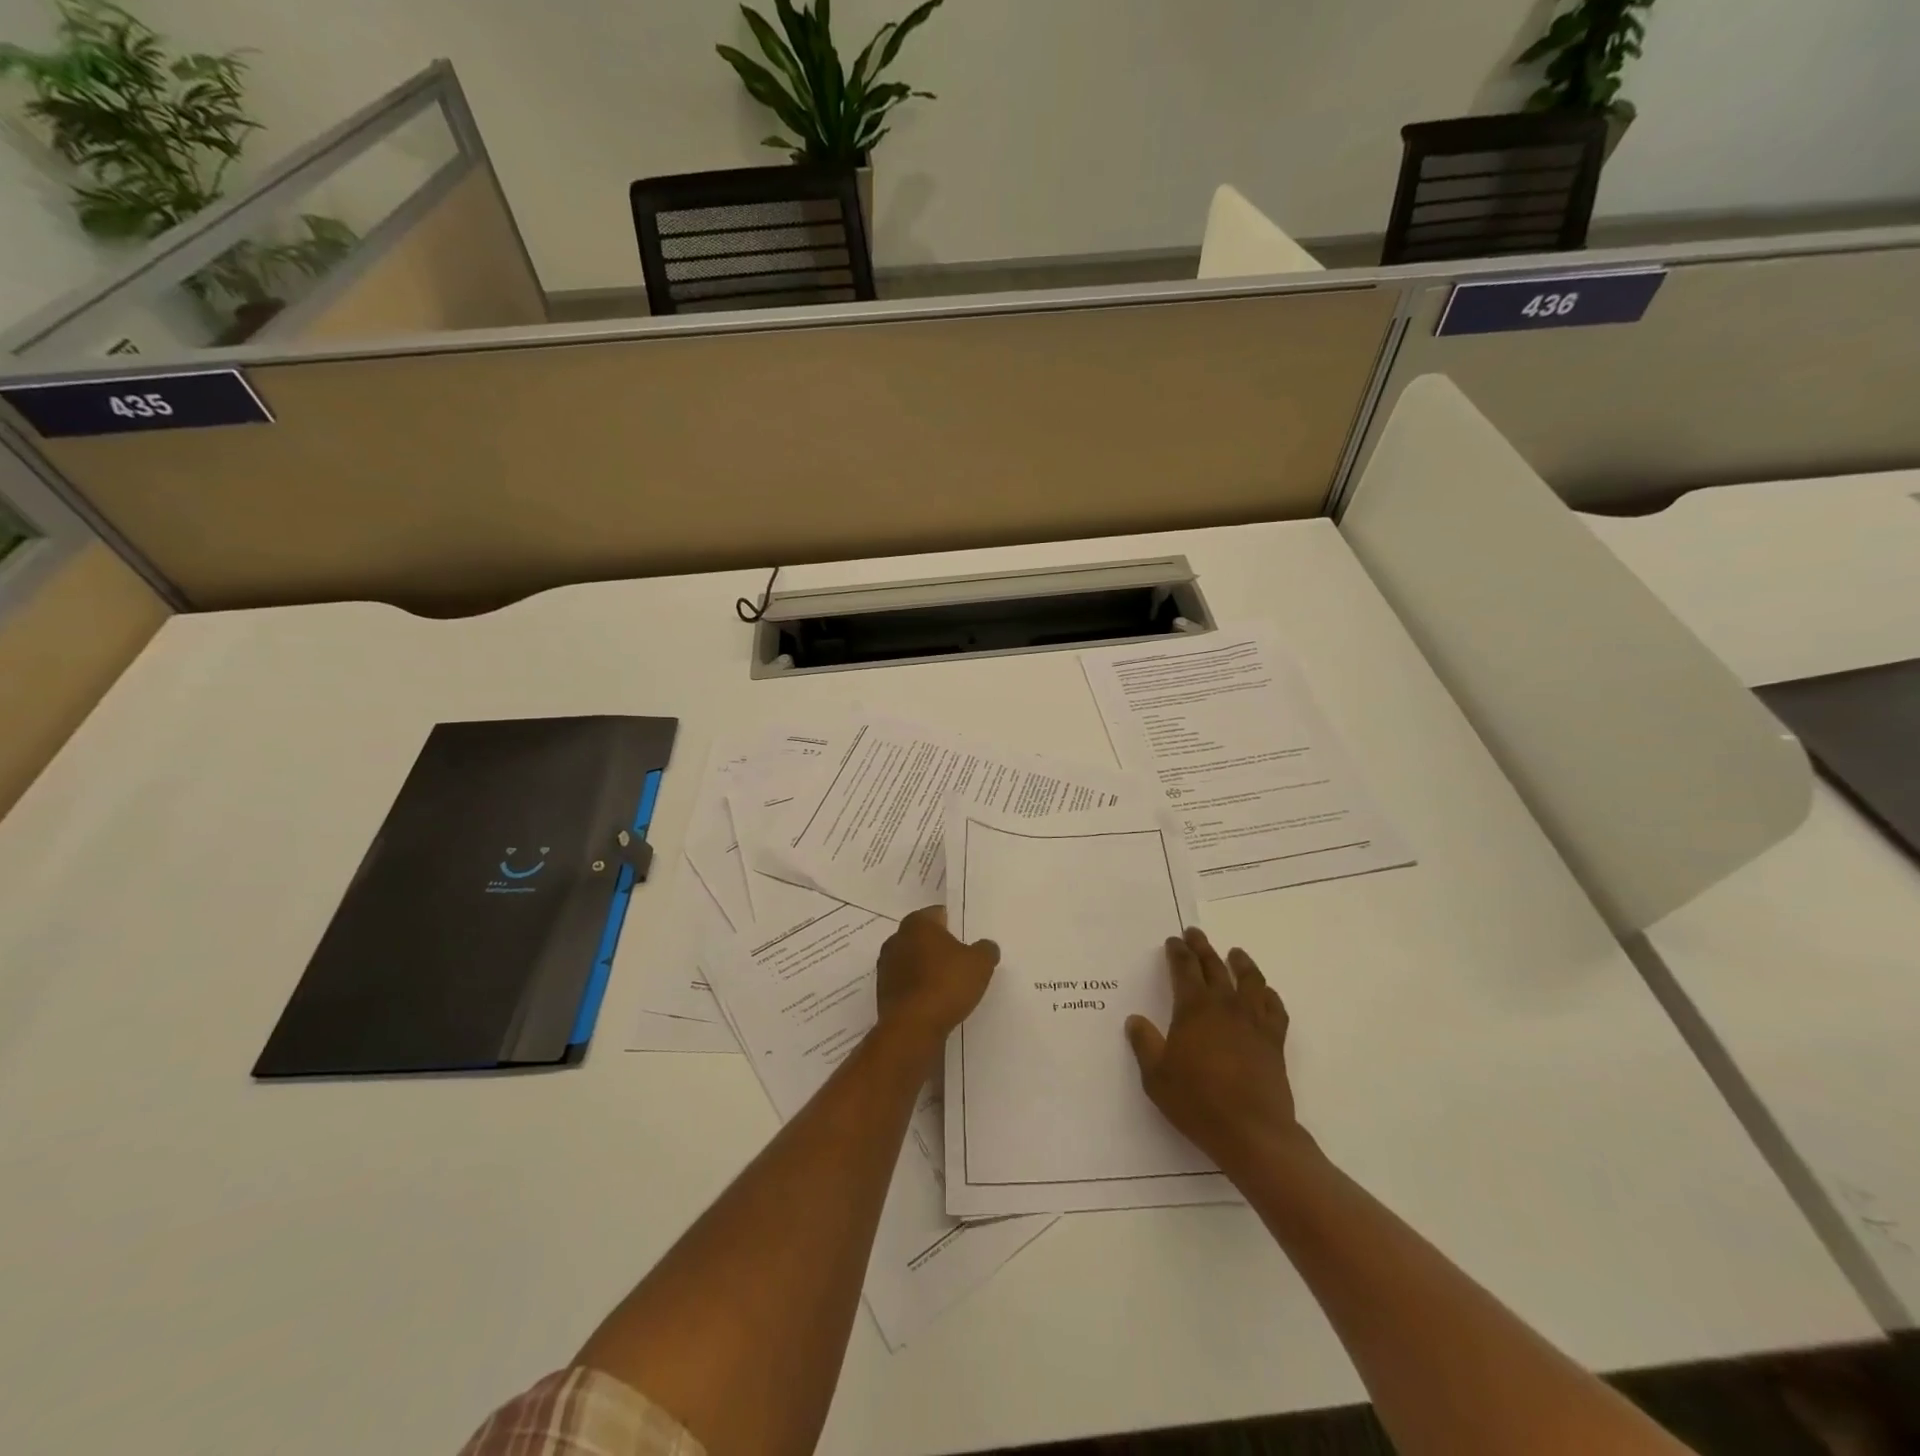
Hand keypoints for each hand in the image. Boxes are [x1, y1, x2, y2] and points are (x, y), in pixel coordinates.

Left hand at [874, 907, 998, 1057]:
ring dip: (928, 969)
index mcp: (917, 923)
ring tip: (951, 984)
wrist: (912, 1028)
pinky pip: (907, 984)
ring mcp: (886, 966)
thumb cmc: (946, 984)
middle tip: (962, 960)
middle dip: (940, 947)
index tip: (968, 938)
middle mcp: (896, 939)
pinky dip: (919, 988)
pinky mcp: (883, 992)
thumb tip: (986, 946)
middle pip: (924, 938)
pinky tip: (935, 1001)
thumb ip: (986, 949)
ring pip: (914, 961)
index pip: (939, 914)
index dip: (955, 924)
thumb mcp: (980, 963)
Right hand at [1125, 928, 1303, 1172]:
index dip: (1177, 952)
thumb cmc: (1197, 1101)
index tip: (1173, 940)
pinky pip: (1274, 1009)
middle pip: (1214, 967)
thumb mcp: (1156, 1076)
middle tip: (1195, 934)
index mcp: (1194, 1009)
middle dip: (1202, 947)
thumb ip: (1145, 1043)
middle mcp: (1225, 1006)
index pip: (1184, 969)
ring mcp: (1253, 1022)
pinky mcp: (1274, 1042)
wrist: (1251, 1132)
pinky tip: (1265, 993)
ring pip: (1249, 981)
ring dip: (1240, 963)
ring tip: (1235, 953)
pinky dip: (1269, 995)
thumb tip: (1136, 1020)